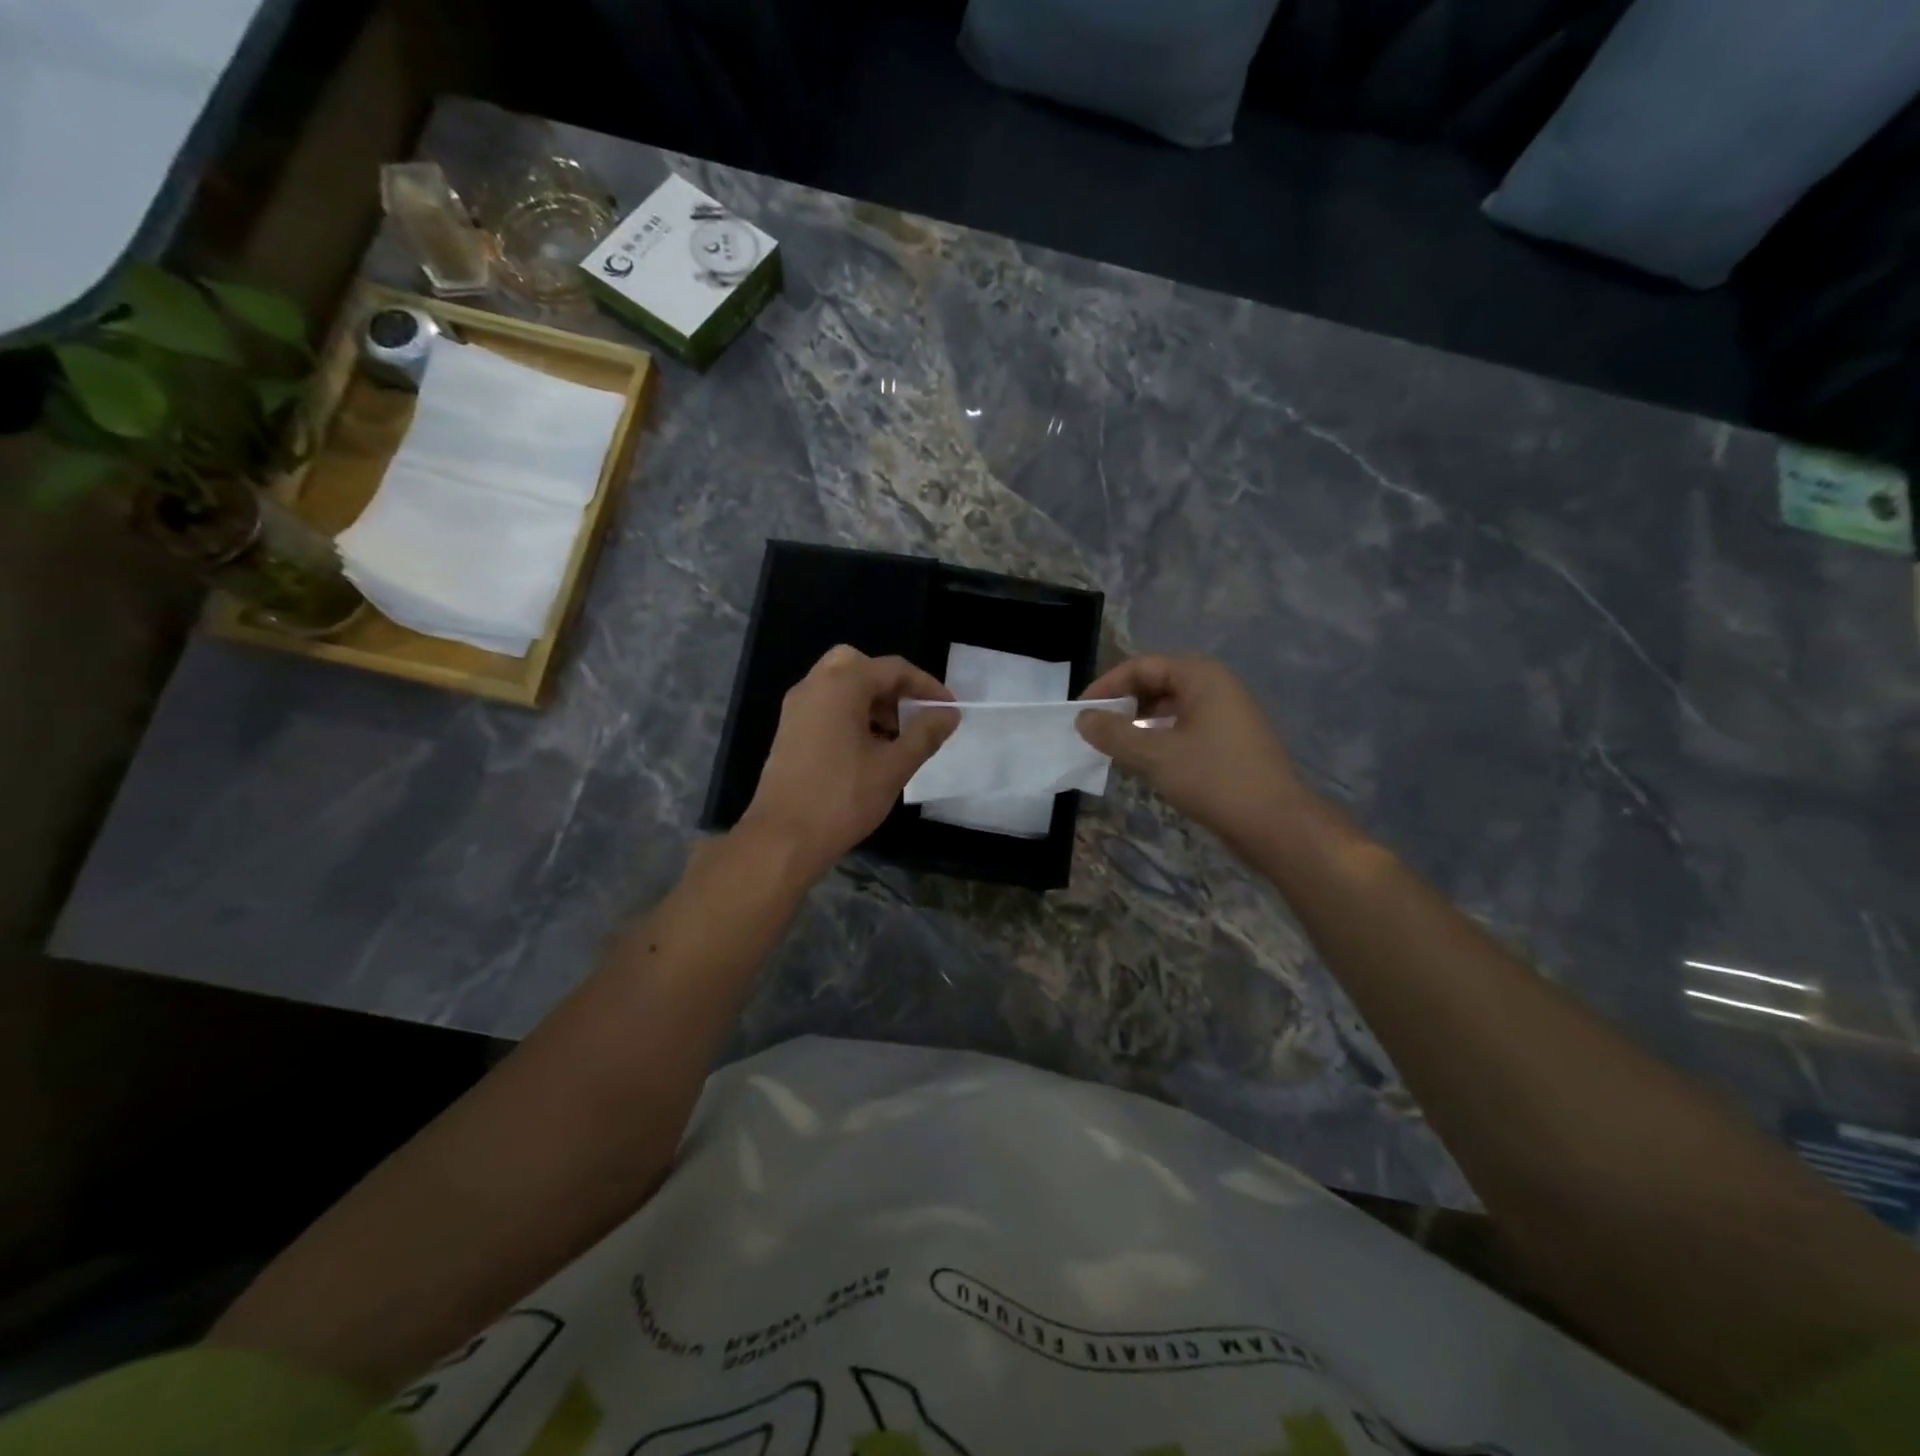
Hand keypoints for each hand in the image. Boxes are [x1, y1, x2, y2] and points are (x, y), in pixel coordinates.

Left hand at [739, 645, 956, 879]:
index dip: (926, 686)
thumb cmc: (843, 798)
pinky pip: (826, 706)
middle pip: (861, 667)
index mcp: (841, 685)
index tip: (948, 710)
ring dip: (873, 702)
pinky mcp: (789, 731)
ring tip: (897, 739)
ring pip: (842, 686)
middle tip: (914, 716)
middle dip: (893, 688)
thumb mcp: (894, 766)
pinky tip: (869, 750)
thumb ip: (925, 734)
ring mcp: (797, 708)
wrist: (782, 839)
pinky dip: (852, 715)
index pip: (893, 669)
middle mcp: (814, 686)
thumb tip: (949, 713)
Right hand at [1076, 655, 1310, 851]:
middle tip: (1096, 728)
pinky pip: (1186, 725)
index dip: (1107, 686)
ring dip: (1140, 721)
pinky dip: (1160, 735)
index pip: (1142, 666)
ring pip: (1171, 706)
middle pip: (1158, 682)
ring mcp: (1228, 712)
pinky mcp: (1231, 739)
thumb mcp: (1155, 755)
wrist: (1275, 823)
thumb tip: (1083, 719)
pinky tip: (1146, 758)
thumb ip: (1114, 733)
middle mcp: (1217, 685)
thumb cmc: (1213, 779)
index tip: (1081, 712)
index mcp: (1201, 676)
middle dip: (1123, 703)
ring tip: (1116, 744)